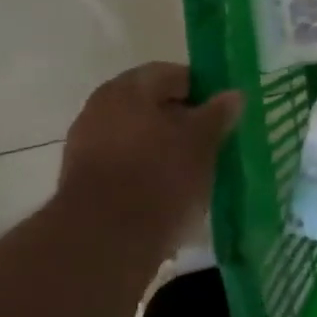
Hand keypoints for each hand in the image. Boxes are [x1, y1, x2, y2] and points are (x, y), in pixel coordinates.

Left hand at [55, 63, 242, 238]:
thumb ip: (217, 114)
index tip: (224, 116)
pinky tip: (167, 195)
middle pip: (153, 107)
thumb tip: (233, 94)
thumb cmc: (159, 177)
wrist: (104, 241)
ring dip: (165, 150)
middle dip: (184, 123)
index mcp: (128, 88)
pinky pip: (125, 165)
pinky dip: (147, 173)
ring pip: (139, 137)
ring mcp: (86, 145)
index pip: (174, 75)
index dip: (203, 92)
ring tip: (194, 174)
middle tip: (213, 145)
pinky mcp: (83, 181)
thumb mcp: (202, 142)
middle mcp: (101, 108)